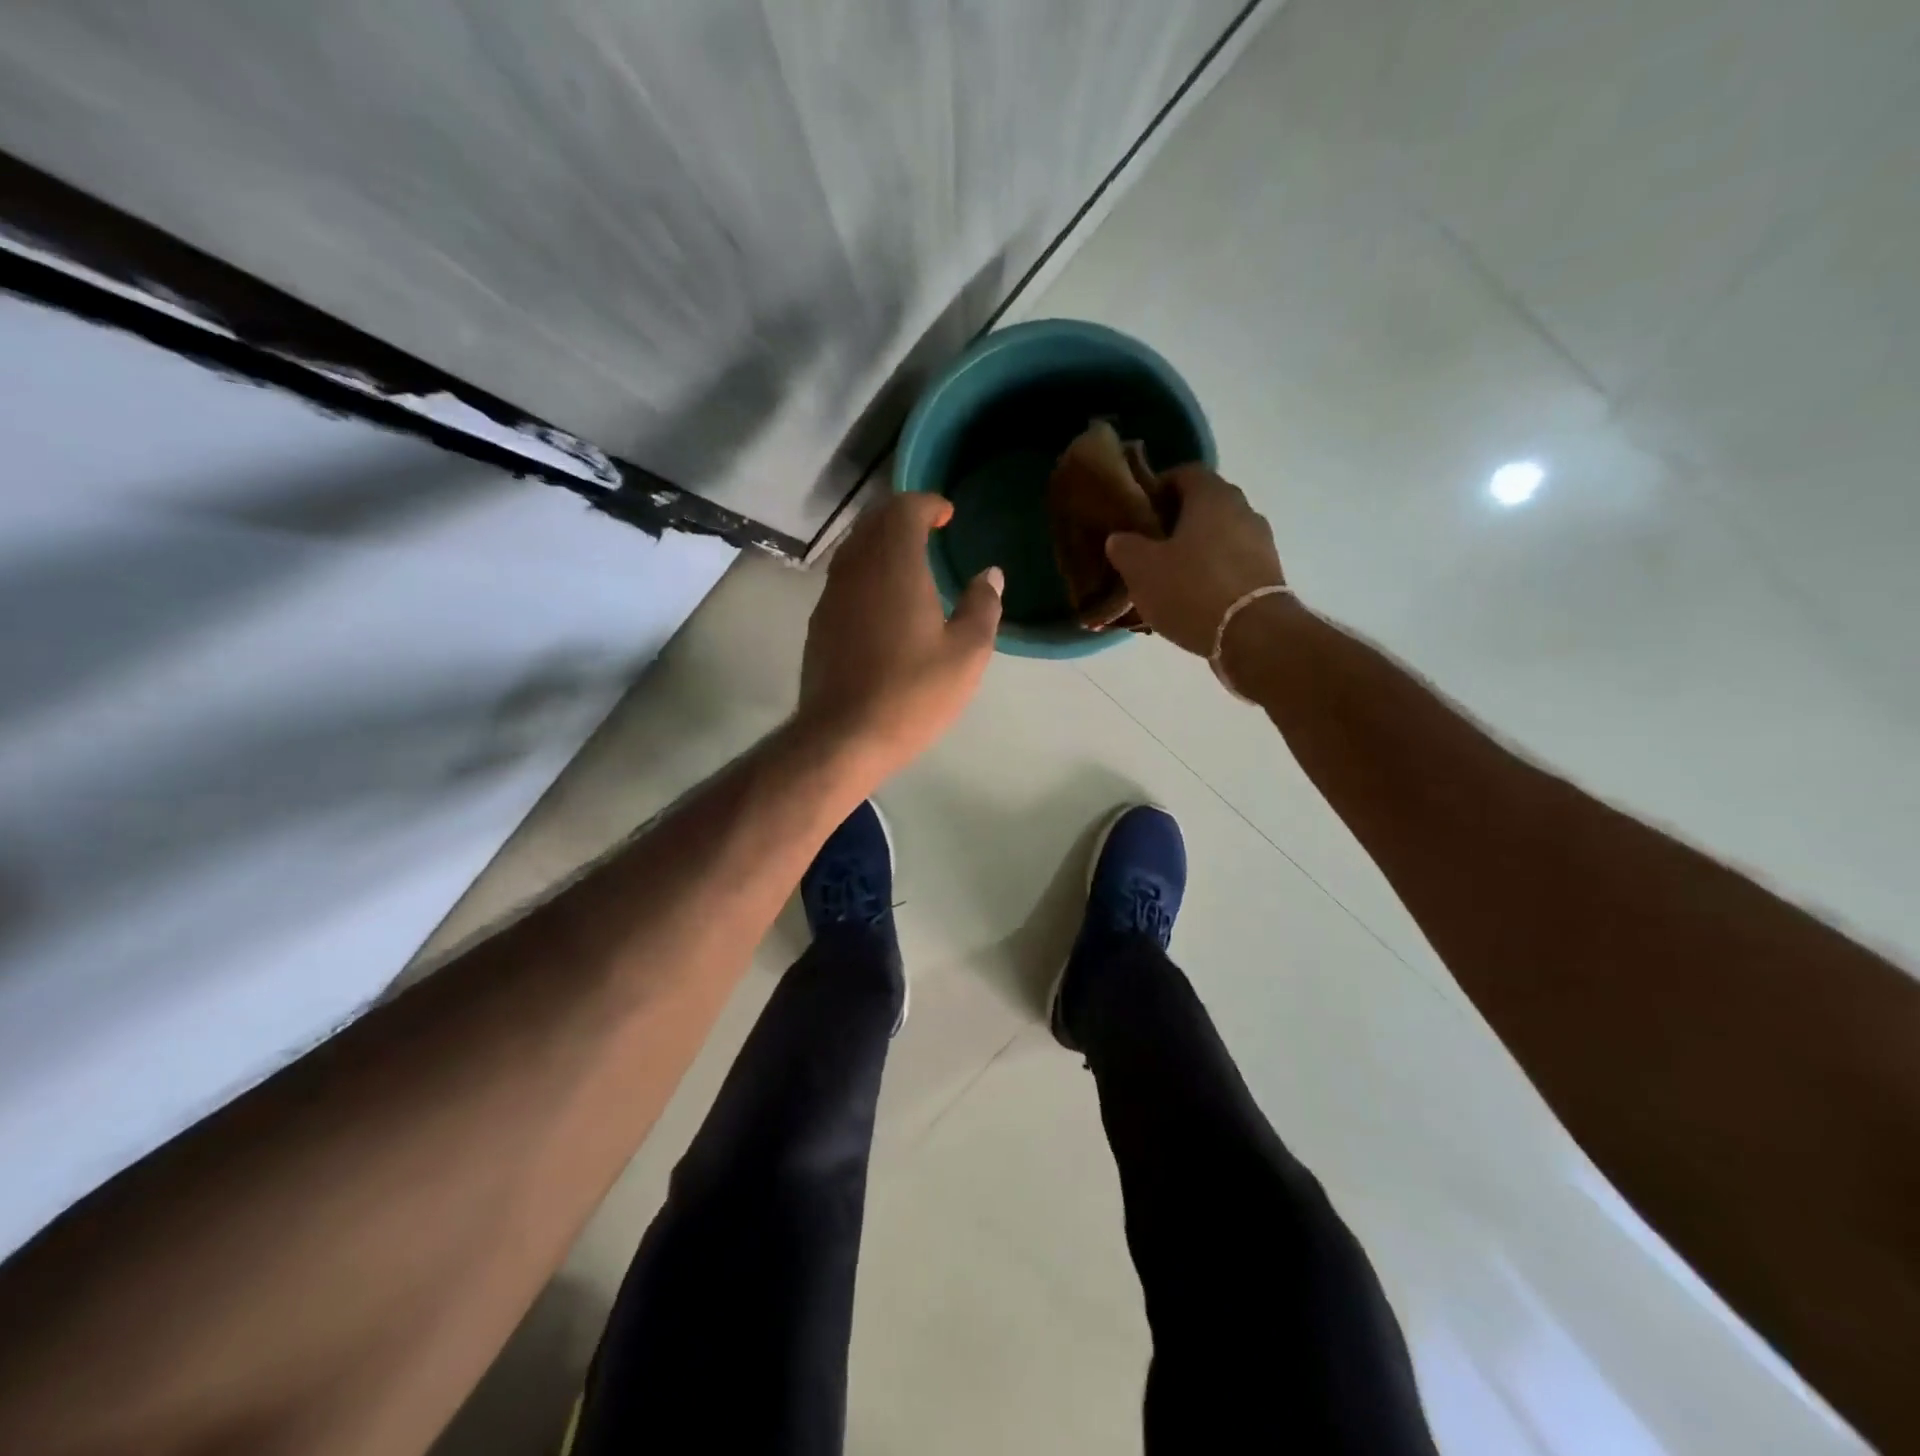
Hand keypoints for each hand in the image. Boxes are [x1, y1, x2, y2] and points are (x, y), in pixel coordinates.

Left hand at [797, 493, 1002, 780]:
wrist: (843, 736)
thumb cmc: (912, 693)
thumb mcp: (966, 654)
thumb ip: (982, 606)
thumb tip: (990, 575)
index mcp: (894, 565)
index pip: (904, 509)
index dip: (927, 504)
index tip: (947, 515)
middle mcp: (856, 568)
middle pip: (874, 522)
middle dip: (901, 516)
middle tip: (929, 529)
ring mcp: (831, 595)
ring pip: (854, 548)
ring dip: (880, 542)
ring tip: (908, 560)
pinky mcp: (819, 623)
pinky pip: (843, 577)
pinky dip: (865, 570)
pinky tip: (882, 598)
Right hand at [1104, 465, 1285, 655]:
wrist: (1252, 635)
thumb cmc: (1192, 589)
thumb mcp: (1141, 569)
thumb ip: (1125, 547)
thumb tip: (1120, 538)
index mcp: (1212, 495)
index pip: (1183, 473)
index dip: (1157, 488)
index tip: (1137, 511)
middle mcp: (1243, 509)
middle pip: (1202, 506)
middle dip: (1174, 522)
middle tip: (1147, 547)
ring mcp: (1261, 542)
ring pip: (1217, 536)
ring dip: (1193, 550)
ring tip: (1167, 577)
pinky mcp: (1268, 574)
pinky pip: (1231, 564)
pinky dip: (1211, 573)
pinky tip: (1191, 598)